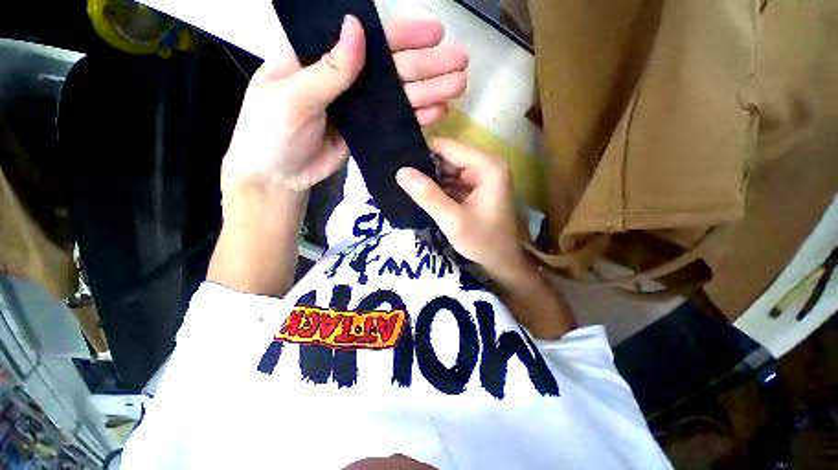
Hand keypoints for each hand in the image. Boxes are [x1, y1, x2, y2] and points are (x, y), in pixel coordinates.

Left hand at [222, 15, 468, 192]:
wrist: (278, 175)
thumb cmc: (271, 132)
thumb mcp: (291, 97)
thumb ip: (327, 70)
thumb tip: (357, 29)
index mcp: (322, 58)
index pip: (369, 40)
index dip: (403, 35)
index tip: (435, 33)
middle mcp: (346, 79)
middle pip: (393, 69)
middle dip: (428, 65)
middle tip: (461, 63)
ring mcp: (360, 107)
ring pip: (400, 96)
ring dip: (429, 90)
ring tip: (457, 87)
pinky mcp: (368, 132)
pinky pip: (395, 121)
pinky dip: (416, 117)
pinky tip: (436, 112)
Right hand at [396, 139, 525, 277]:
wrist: (501, 261)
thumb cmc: (482, 241)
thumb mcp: (453, 220)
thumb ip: (428, 196)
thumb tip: (401, 171)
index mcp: (487, 166)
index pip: (447, 147)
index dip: (422, 153)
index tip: (399, 163)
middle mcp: (486, 165)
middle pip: (447, 157)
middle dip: (425, 168)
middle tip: (400, 179)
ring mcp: (481, 176)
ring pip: (447, 169)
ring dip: (430, 178)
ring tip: (407, 186)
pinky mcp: (475, 187)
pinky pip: (451, 180)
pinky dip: (438, 187)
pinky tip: (422, 194)